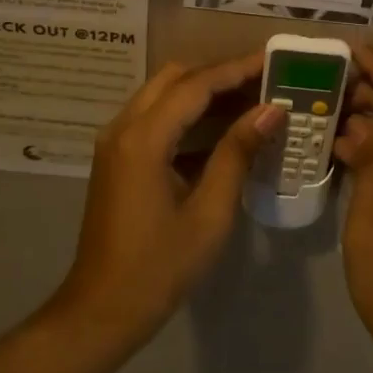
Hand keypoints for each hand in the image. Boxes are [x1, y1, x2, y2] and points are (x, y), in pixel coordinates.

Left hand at [54, 54, 283, 347]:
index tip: (271, 62)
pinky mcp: (116, 158)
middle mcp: (122, 128)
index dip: (235, 70)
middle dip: (218, 74)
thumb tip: (270, 110)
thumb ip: (237, 154)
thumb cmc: (160, 267)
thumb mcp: (210, 212)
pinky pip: (153, 117)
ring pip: (161, 94)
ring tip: (248, 97)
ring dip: (202, 90)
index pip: (195, 85)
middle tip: (262, 80)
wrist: (102, 310)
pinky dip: (186, 113)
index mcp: (143, 139)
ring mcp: (115, 142)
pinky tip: (220, 128)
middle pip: (173, 78)